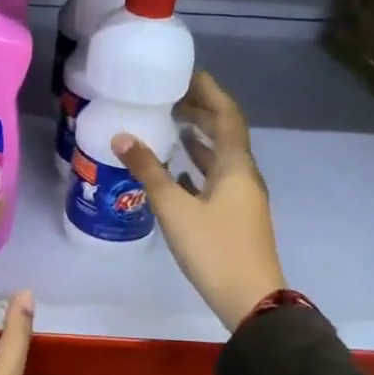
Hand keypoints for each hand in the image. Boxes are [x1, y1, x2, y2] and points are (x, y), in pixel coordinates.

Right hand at [112, 71, 285, 332]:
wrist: (251, 300)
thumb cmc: (214, 249)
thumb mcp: (175, 208)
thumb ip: (149, 171)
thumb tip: (122, 137)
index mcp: (235, 166)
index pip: (226, 115)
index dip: (209, 92)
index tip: (186, 74)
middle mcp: (243, 175)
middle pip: (225, 132)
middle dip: (201, 111)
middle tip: (169, 96)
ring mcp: (241, 197)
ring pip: (220, 156)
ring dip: (199, 138)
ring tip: (170, 124)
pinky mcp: (234, 216)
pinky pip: (216, 178)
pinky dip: (198, 166)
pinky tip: (177, 170)